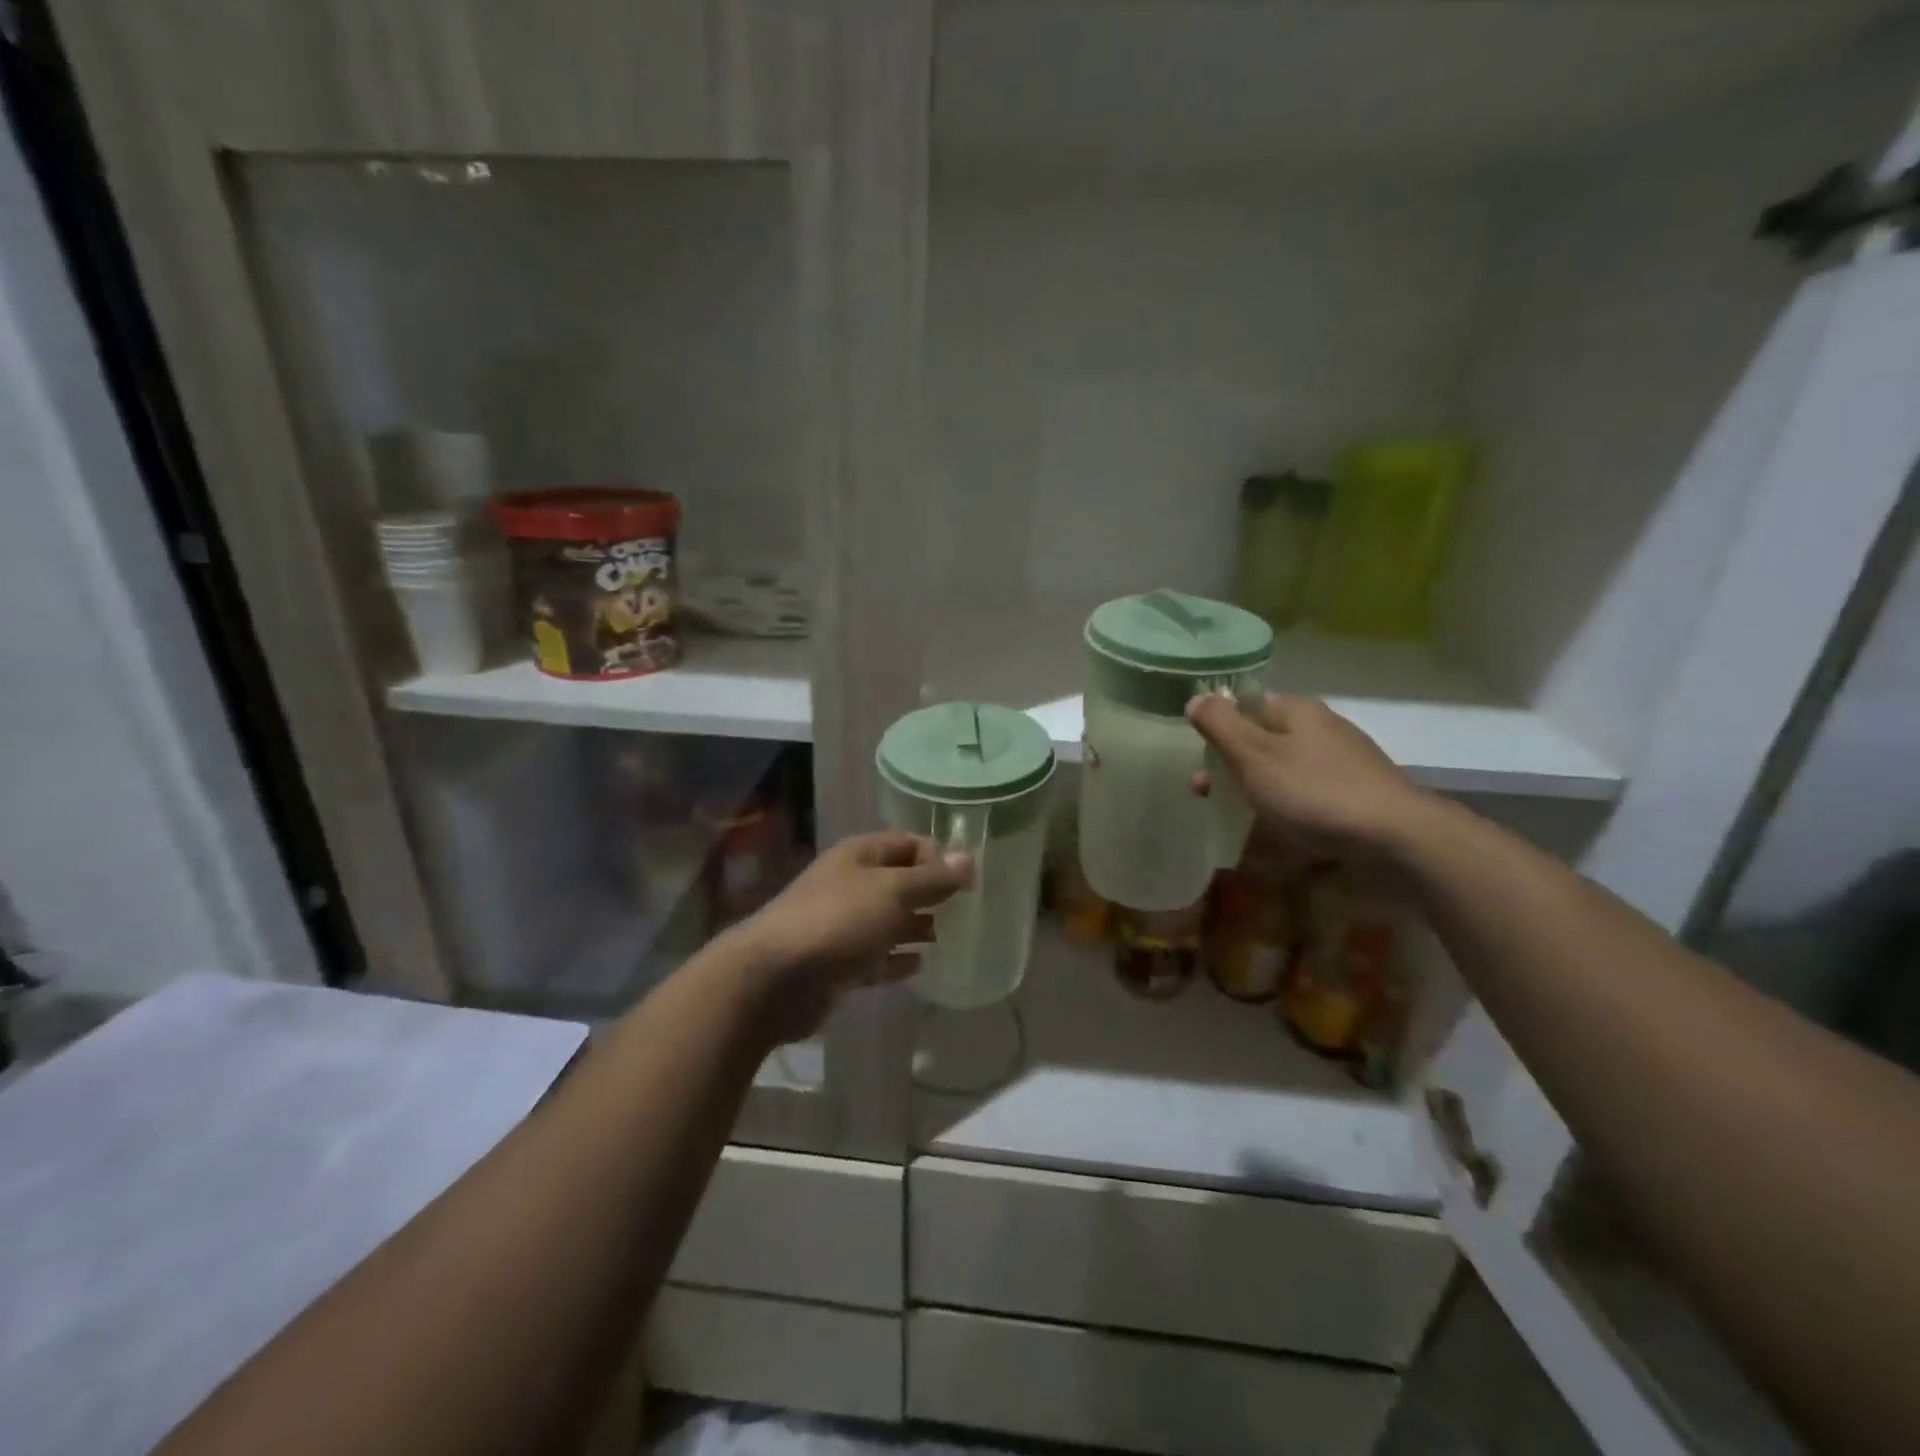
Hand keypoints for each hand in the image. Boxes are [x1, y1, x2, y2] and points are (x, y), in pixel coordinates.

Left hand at [722, 830, 972, 1043]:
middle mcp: (851, 884)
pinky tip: (920, 965)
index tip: (967, 880)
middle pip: (898, 882)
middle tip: (966, 911)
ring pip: (888, 920)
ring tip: (949, 937)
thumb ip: (932, 879)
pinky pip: (875, 956)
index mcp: (860, 856)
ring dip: (916, 926)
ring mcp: (842, 924)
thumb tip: (968, 859)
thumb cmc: (838, 921)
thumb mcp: (892, 892)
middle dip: (930, 893)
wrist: (774, 978)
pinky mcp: (838, 963)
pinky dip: (896, 959)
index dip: (938, 856)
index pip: (908, 843)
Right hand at [1187, 692, 1430, 864]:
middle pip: (1265, 737)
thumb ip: (1220, 725)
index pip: (1247, 704)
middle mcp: (1323, 728)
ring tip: (1235, 815)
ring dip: (1257, 787)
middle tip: (1206, 792)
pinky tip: (1279, 829)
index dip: (1219, 726)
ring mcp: (1344, 763)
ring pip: (1286, 768)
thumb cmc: (1314, 792)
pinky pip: (1308, 794)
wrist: (1396, 839)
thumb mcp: (1254, 755)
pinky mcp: (1357, 795)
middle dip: (1232, 762)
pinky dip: (1286, 807)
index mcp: (1297, 711)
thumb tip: (1196, 698)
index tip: (1198, 755)